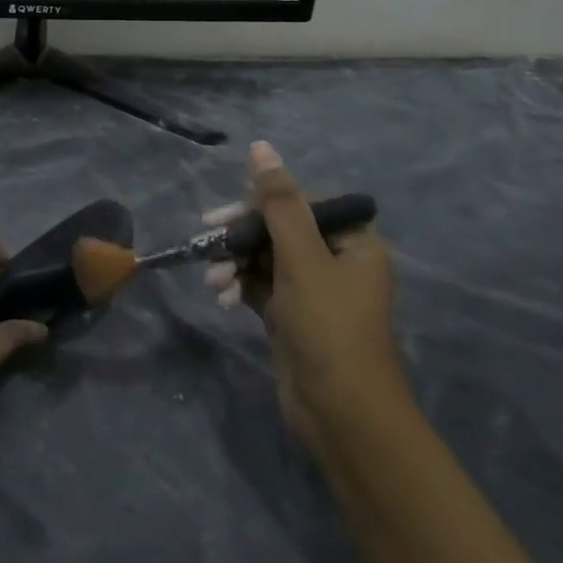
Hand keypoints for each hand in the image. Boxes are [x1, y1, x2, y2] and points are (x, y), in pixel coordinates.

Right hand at [205, 142, 406, 459]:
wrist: (340, 414)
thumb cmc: (328, 326)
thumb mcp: (302, 257)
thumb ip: (279, 202)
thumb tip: (262, 148)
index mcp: (353, 240)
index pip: (300, 202)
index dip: (261, 203)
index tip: (227, 214)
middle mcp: (336, 260)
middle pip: (278, 229)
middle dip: (242, 237)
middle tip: (208, 238)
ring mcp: (312, 290)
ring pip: (264, 258)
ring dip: (235, 264)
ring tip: (214, 281)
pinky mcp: (291, 315)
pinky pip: (259, 286)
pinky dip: (238, 286)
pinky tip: (220, 297)